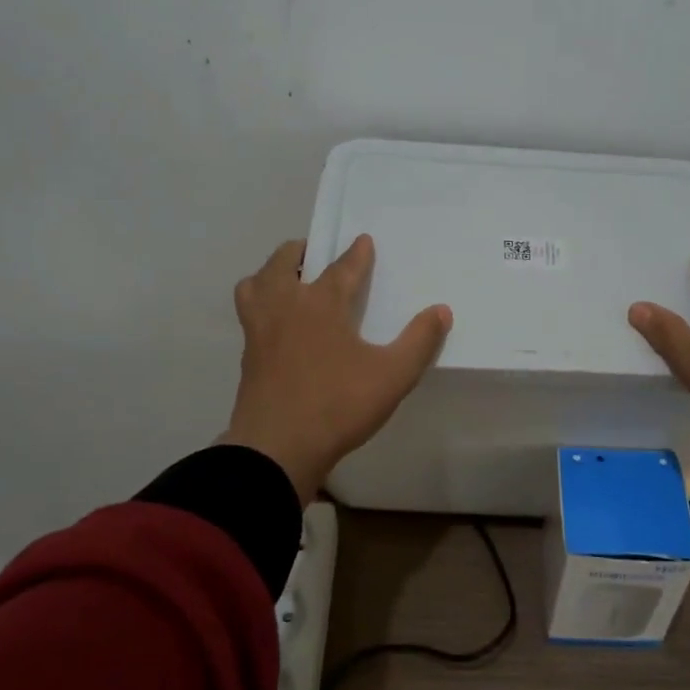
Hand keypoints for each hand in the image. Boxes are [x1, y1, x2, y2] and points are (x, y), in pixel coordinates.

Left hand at [221, 235, 451, 505]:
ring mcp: (260, 331)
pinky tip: (277, 324)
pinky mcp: (248, 356)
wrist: (277, 448)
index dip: (356, 254)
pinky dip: (260, 305)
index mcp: (321, 304)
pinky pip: (249, 314)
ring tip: (286, 282)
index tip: (363, 241)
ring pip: (255, 285)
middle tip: (314, 253)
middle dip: (300, 251)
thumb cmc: (338, 405)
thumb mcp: (393, 376)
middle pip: (283, 263)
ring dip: (271, 275)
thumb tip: (441, 310)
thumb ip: (419, 341)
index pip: (342, 268)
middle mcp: (285, 307)